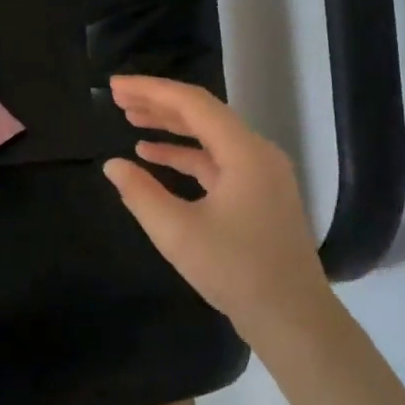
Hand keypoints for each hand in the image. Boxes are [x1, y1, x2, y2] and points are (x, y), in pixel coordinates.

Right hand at [103, 76, 345, 348]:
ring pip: (210, 138)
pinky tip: (153, 158)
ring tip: (131, 120)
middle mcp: (258, 154)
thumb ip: (140, 194)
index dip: (151, 90)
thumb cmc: (235, 271)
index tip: (114, 87)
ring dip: (170, 128)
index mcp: (244, 153)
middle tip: (118, 98)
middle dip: (159, 104)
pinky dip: (185, 156)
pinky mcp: (258, 195)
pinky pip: (216, 162)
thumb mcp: (177, 232)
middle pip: (203, 115)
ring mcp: (261, 175)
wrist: (292, 317)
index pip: (193, 104)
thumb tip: (113, 165)